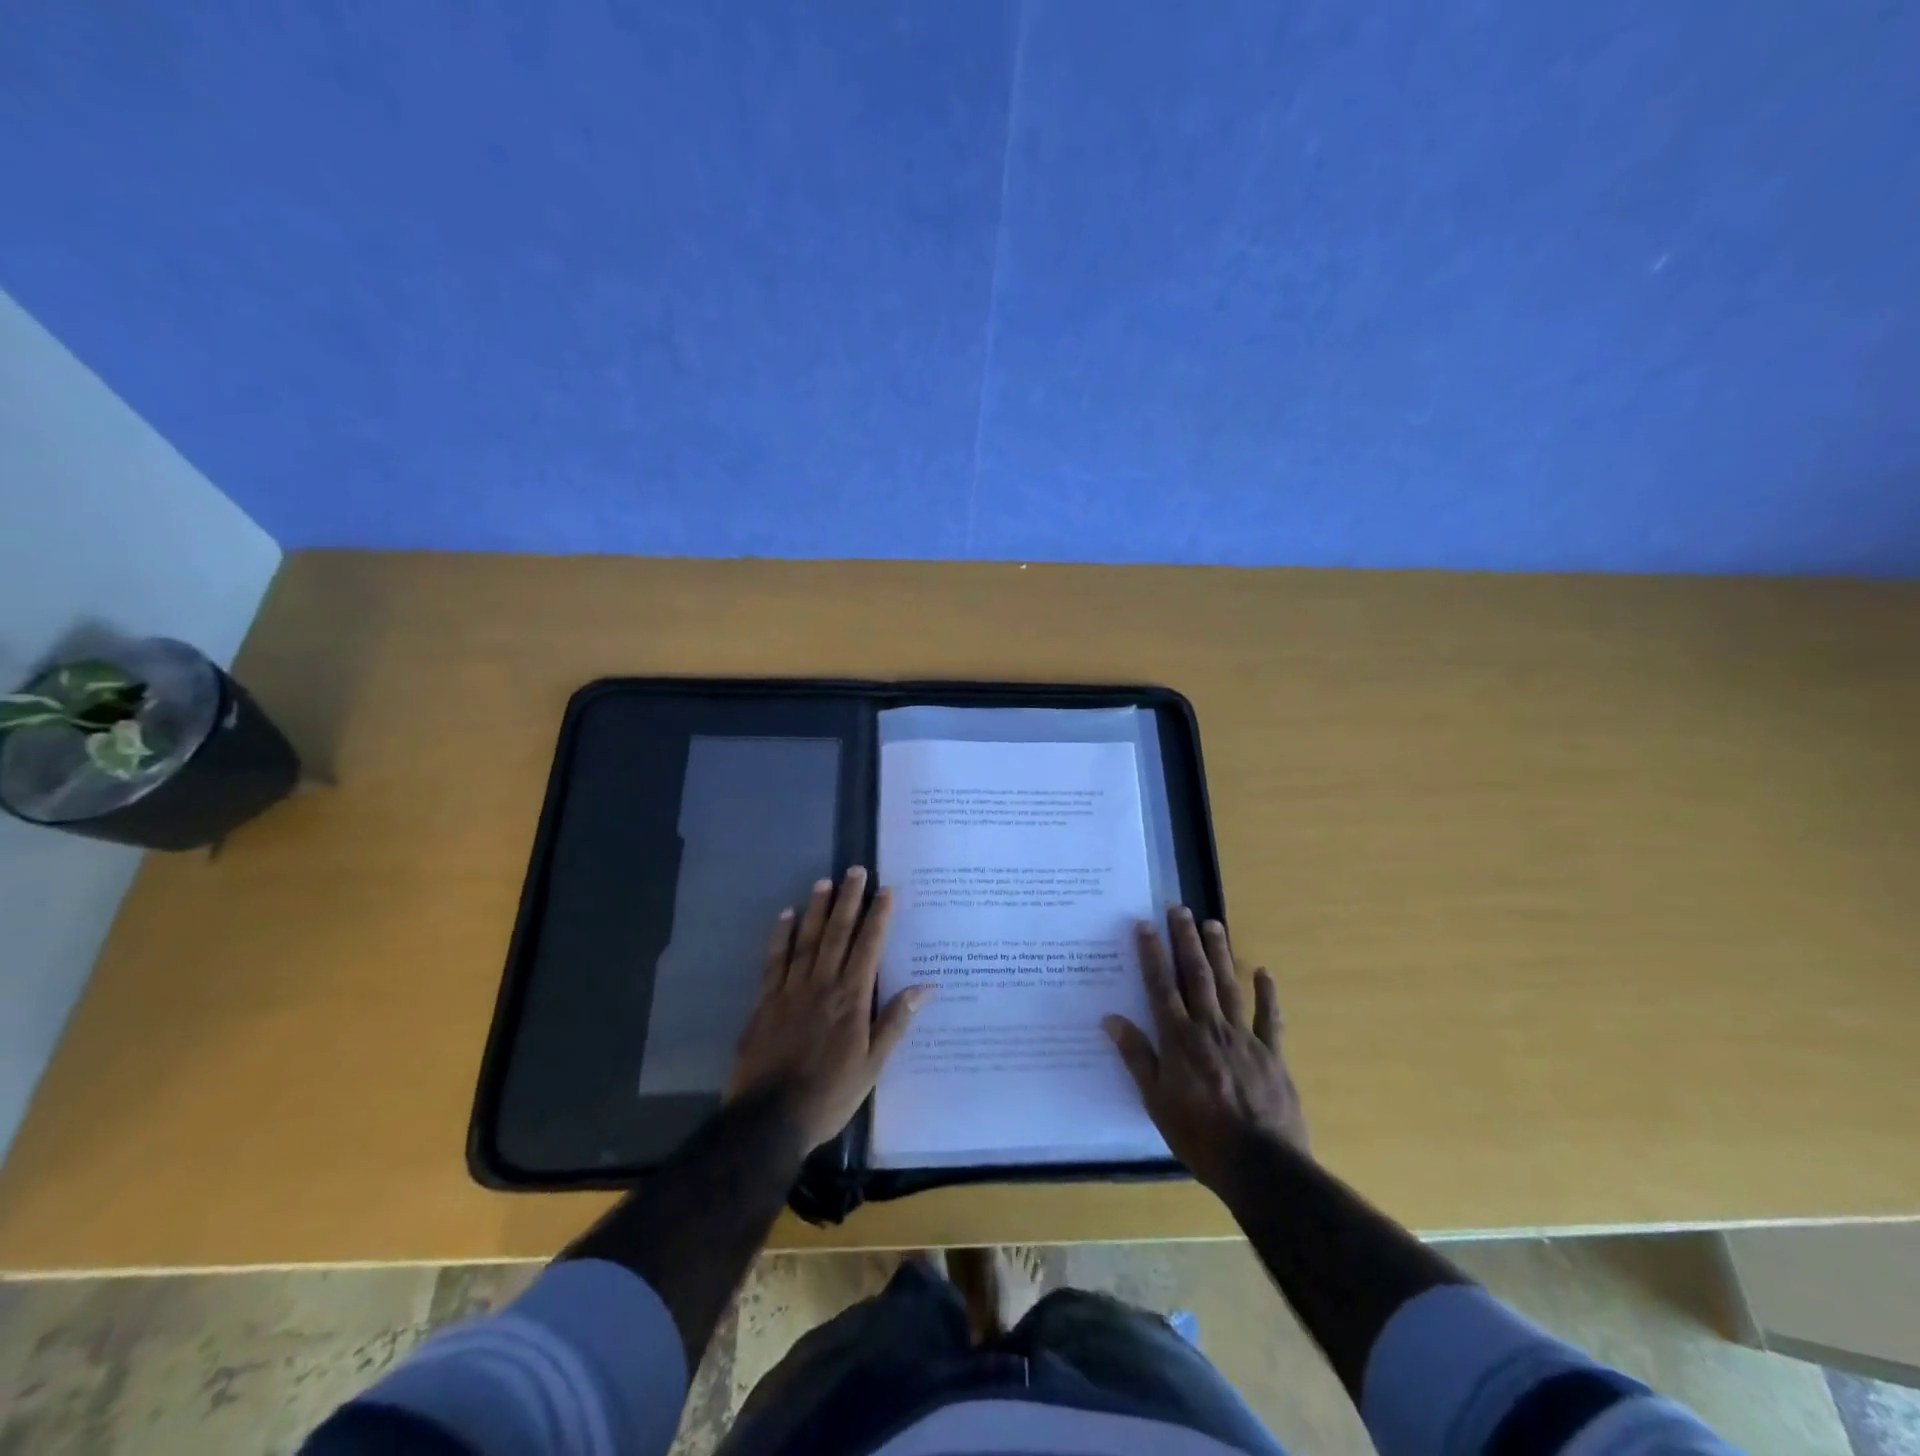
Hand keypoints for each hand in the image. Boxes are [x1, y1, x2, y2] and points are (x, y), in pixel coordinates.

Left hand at [728, 867, 931, 1151]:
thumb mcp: (872, 1066)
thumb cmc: (829, 1095)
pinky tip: (785, 915)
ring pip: (806, 940)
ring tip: (824, 881)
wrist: (769, 1120)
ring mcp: (790, 991)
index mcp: (851, 1000)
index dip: (878, 917)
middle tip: (855, 870)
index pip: (868, 947)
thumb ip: (895, 1022)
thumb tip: (926, 987)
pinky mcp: (765, 1002)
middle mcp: (822, 985)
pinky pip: (774, 961)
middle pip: (837, 934)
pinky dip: (780, 936)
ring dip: (816, 909)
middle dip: (848, 901)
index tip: (886, 890)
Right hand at [1104, 907, 1308, 1192]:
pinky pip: (1269, 1018)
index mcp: (1179, 1039)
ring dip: (1219, 953)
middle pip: (1195, 975)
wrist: (1260, 1166)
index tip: (1145, 925)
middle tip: (1180, 909)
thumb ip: (1136, 1056)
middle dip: (1185, 940)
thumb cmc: (1199, 1136)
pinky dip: (1266, 994)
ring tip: (1213, 923)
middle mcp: (1209, 1028)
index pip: (1161, 986)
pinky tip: (1263, 971)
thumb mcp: (1155, 1101)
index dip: (1152, 954)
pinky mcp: (1271, 1054)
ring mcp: (1243, 1038)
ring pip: (1228, 986)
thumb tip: (1111, 1019)